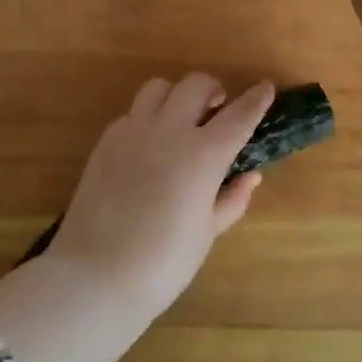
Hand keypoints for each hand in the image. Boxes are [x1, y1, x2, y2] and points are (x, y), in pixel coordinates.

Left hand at [46, 73, 274, 319]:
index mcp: (203, 155)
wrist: (95, 276)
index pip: (239, 115)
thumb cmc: (163, 263)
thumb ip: (231, 199)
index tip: (266, 88)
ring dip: (177, 95)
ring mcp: (133, 131)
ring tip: (181, 117)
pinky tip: (149, 145)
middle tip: (218, 109)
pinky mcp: (106, 140)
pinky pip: (132, 113)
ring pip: (159, 87)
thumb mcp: (207, 232)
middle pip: (196, 85)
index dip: (256, 99)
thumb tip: (250, 176)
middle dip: (214, 90)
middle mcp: (169, 131)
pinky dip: (148, 118)